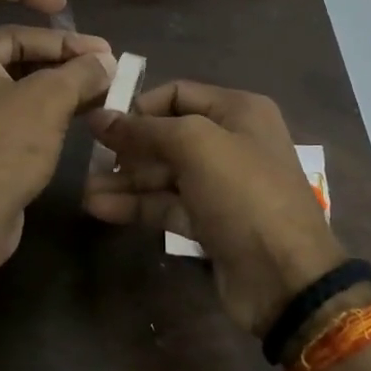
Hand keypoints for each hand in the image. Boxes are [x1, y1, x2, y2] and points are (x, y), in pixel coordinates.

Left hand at [0, 0, 115, 259]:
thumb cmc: (0, 149)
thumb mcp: (48, 102)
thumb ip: (80, 72)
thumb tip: (105, 64)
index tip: (63, 9)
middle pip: (7, 35)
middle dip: (58, 46)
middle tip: (104, 62)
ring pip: (8, 70)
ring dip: (53, 73)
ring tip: (101, 85)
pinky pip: (1, 98)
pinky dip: (35, 97)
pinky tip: (77, 110)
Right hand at [84, 81, 345, 337]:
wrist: (284, 277)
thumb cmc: (243, 194)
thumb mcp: (195, 146)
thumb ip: (144, 130)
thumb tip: (99, 118)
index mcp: (238, 111)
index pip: (177, 94)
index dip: (139, 106)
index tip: (102, 124)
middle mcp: (230, 142)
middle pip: (167, 136)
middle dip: (127, 148)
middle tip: (88, 160)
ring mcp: (220, 185)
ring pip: (163, 174)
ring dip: (125, 181)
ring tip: (86, 193)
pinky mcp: (210, 222)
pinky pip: (167, 204)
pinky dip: (137, 205)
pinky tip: (100, 209)